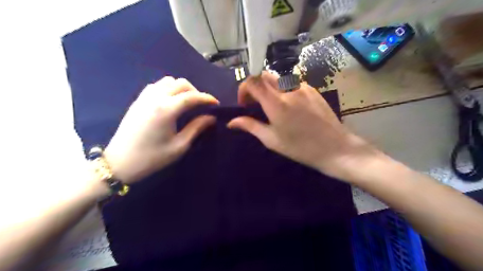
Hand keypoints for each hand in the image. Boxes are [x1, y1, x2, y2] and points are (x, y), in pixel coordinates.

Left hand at [105, 77, 219, 184]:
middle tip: (202, 105)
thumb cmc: (152, 158)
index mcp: (166, 109)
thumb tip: (211, 117)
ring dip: (181, 88)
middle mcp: (155, 98)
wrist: (119, 163)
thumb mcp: (179, 146)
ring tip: (187, 102)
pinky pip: (157, 85)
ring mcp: (144, 97)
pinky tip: (171, 101)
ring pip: (168, 81)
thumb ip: (197, 128)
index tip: (216, 103)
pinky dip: (169, 88)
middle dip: (196, 91)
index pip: (192, 96)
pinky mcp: (138, 100)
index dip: (207, 98)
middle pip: (181, 83)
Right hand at [229, 72, 382, 181]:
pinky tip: (289, 106)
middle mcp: (288, 89)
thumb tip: (231, 122)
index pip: (253, 81)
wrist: (335, 148)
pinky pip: (292, 83)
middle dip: (255, 86)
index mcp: (276, 103)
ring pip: (278, 78)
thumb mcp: (272, 140)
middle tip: (255, 104)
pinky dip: (283, 90)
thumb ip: (250, 126)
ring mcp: (303, 87)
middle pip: (264, 75)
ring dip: (269, 88)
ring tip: (272, 106)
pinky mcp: (313, 89)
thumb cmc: (300, 148)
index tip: (244, 104)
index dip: (243, 89)